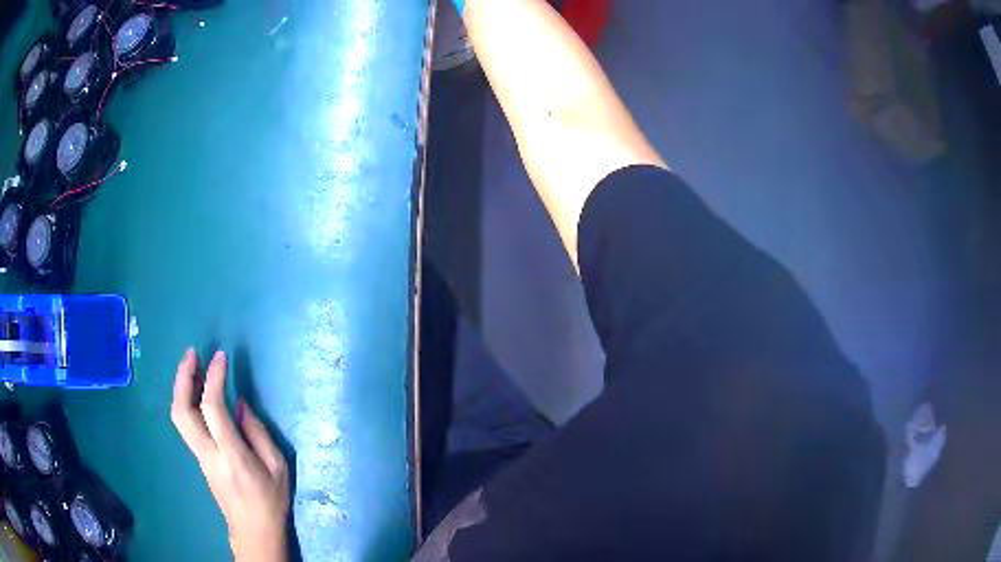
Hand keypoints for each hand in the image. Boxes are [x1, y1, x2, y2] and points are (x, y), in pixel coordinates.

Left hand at [171, 349, 290, 561]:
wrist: (253, 532)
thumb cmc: (271, 501)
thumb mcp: (279, 468)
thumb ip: (258, 433)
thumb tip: (240, 404)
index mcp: (232, 455)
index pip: (213, 408)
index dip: (213, 378)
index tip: (220, 357)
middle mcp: (208, 453)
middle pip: (181, 411)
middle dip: (182, 377)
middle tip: (191, 353)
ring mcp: (200, 457)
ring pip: (178, 417)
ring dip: (181, 387)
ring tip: (192, 365)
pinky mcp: (199, 459)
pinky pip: (186, 424)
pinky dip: (187, 401)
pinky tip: (198, 392)